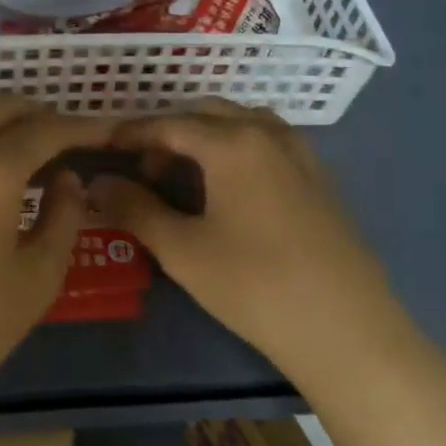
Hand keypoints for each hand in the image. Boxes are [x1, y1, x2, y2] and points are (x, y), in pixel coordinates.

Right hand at [89, 99, 404, 378]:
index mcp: (232, 142)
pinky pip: (269, 143)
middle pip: (207, 114)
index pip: (169, 124)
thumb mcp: (182, 250)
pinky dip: (238, 149)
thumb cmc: (255, 286)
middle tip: (144, 171)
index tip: (104, 147)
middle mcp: (268, 134)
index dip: (132, 133)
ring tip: (186, 176)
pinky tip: (231, 190)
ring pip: (242, 124)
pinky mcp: (321, 179)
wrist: (348, 331)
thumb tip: (97, 183)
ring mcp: (301, 154)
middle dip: (169, 134)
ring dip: (206, 137)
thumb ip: (134, 209)